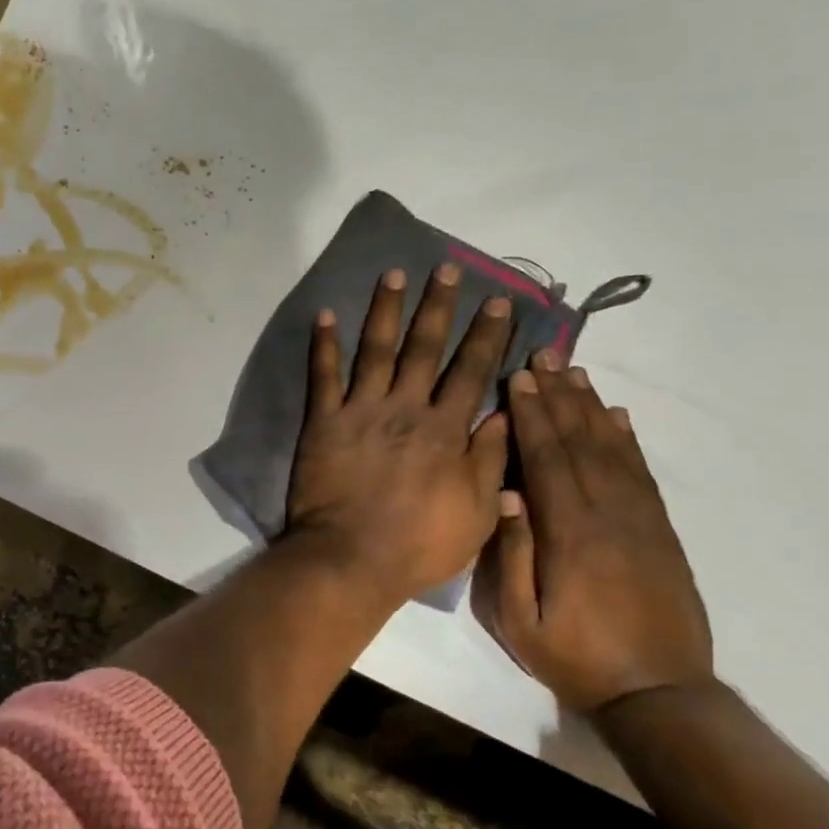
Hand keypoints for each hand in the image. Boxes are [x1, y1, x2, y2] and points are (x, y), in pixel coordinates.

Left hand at [286, 264, 515, 602]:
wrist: (351, 559)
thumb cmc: (419, 544)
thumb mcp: (477, 511)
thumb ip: (490, 460)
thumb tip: (506, 415)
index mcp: (445, 430)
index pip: (471, 371)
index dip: (487, 335)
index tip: (498, 302)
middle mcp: (405, 409)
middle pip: (426, 348)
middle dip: (439, 306)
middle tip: (447, 269)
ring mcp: (361, 410)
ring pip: (377, 350)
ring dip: (386, 310)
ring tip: (394, 274)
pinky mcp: (323, 421)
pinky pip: (323, 375)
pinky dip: (324, 344)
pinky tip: (325, 314)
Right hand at [473, 351, 713, 711]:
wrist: (660, 695)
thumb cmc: (575, 657)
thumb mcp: (520, 619)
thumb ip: (513, 554)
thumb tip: (505, 493)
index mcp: (570, 534)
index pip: (547, 460)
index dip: (532, 416)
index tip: (518, 379)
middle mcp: (609, 515)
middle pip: (580, 443)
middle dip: (559, 397)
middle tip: (545, 356)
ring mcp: (641, 521)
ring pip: (613, 450)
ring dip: (591, 408)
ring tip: (575, 373)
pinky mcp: (661, 532)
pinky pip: (642, 474)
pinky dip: (627, 440)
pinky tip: (617, 418)